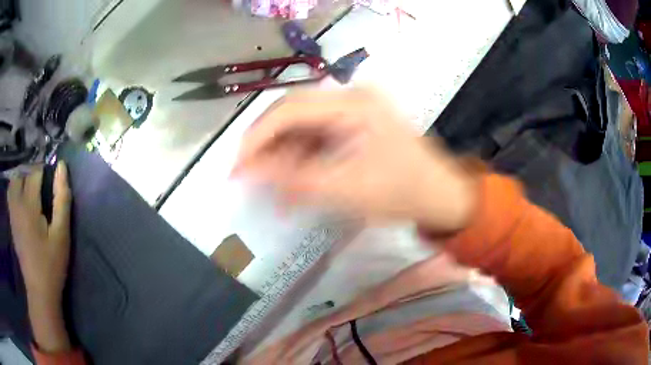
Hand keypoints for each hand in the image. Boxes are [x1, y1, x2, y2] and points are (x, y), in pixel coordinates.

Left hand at [8, 162, 72, 351]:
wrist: (39, 290)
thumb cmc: (52, 264)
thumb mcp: (61, 235)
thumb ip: (62, 200)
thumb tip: (62, 167)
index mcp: (29, 206)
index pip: (34, 174)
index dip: (45, 172)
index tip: (53, 181)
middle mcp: (17, 205)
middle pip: (21, 175)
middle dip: (31, 174)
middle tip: (42, 188)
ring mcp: (12, 214)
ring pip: (13, 183)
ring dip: (21, 181)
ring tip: (31, 192)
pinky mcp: (11, 222)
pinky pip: (10, 195)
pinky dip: (16, 191)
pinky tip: (23, 203)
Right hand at [233, 88, 476, 230]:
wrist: (440, 196)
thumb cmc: (403, 194)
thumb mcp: (347, 190)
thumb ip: (295, 179)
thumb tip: (250, 170)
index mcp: (354, 105)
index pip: (290, 110)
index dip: (256, 137)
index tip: (236, 167)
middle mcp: (351, 97)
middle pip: (292, 113)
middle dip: (266, 145)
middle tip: (247, 175)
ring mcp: (353, 109)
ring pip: (301, 126)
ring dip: (283, 155)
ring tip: (273, 186)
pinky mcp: (353, 123)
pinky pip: (315, 136)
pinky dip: (300, 159)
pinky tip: (294, 182)